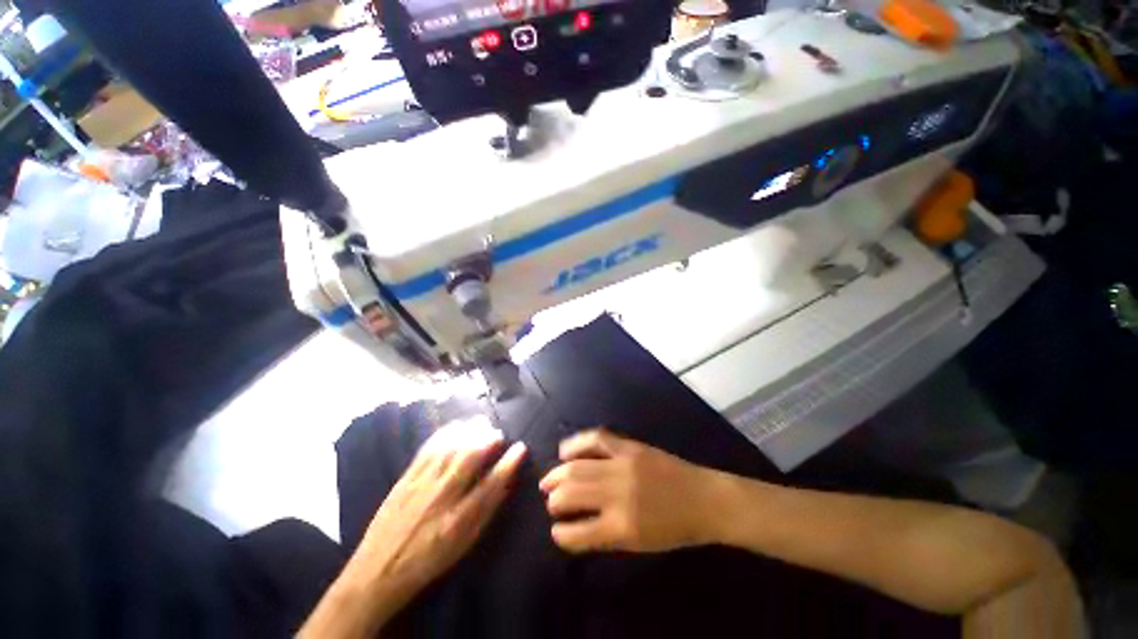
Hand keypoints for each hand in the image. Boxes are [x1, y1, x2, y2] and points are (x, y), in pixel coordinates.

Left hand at [348, 418, 526, 617]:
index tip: (520, 447)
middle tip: (497, 432)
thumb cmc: (428, 560)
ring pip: (449, 449)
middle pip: (468, 459)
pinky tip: (455, 426)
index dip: (508, 464)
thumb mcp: (463, 545)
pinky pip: (427, 450)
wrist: (378, 571)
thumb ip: (485, 513)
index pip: (490, 485)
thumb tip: (505, 484)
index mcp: (457, 520)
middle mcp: (440, 498)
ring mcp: (420, 485)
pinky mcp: (405, 478)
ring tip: (480, 422)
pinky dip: (444, 434)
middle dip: (487, 440)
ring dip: (468, 432)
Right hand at [539, 429, 730, 553]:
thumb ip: (605, 535)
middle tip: (550, 501)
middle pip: (571, 492)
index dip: (561, 533)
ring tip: (549, 480)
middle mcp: (617, 494)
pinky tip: (565, 451)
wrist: (705, 499)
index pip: (577, 532)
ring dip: (558, 474)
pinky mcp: (630, 447)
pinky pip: (596, 439)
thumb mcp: (640, 544)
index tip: (555, 530)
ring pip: (577, 467)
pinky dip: (576, 444)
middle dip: (554, 499)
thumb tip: (576, 525)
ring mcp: (623, 465)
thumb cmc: (675, 529)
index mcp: (621, 527)